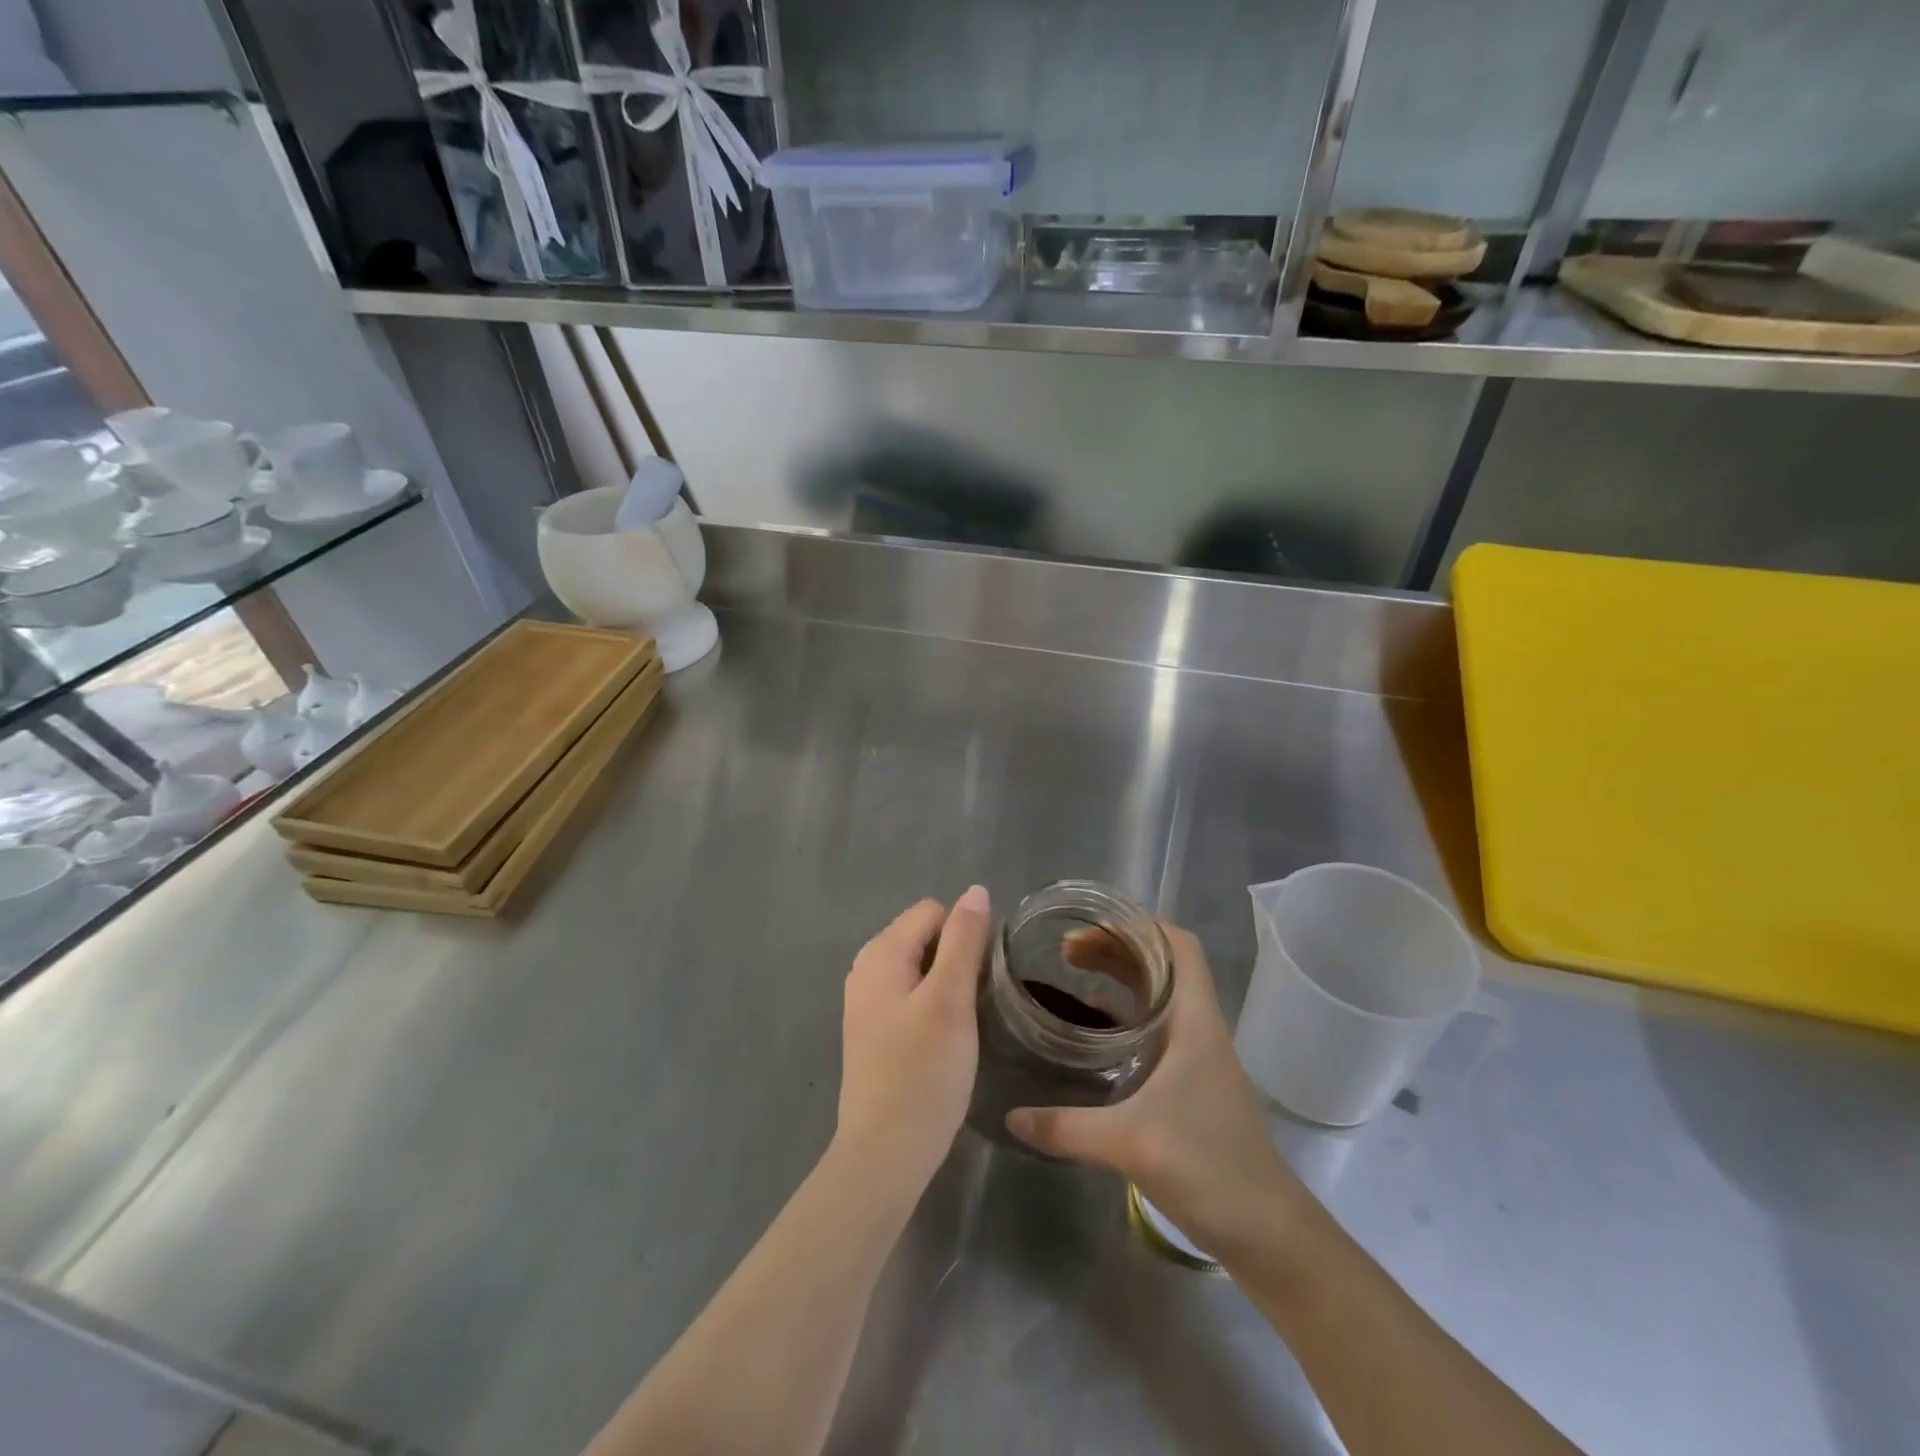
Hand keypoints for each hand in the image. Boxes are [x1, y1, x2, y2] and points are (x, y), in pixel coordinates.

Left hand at [834, 887, 991, 1203]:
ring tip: (964, 1023)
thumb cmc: (923, 1072)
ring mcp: (867, 1003)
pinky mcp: (874, 1032)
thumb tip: (975, 891)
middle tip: (975, 1003)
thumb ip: (964, 940)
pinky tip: (944, 1042)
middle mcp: (866, 969)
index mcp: (881, 953)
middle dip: (956, 959)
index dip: (965, 935)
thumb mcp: (951, 999)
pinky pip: (911, 997)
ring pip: (921, 969)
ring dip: (947, 986)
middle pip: (925, 937)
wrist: (885, 1154)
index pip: (933, 911)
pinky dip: (932, 1007)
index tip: (982, 977)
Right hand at [1006, 921, 1312, 1261]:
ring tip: (1073, 975)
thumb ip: (1067, 1127)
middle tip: (1065, 952)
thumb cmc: (1210, 1168)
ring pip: (1157, 996)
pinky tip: (1091, 1032)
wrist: (1268, 1232)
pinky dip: (1123, 1016)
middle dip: (1115, 948)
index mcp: (1195, 1020)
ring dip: (1119, 978)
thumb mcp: (1131, 1143)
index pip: (1179, 946)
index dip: (1139, 924)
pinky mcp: (1191, 1083)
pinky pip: (1154, 1029)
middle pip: (1161, 964)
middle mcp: (1198, 1027)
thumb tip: (1010, 1113)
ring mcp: (1197, 1056)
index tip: (1091, 924)